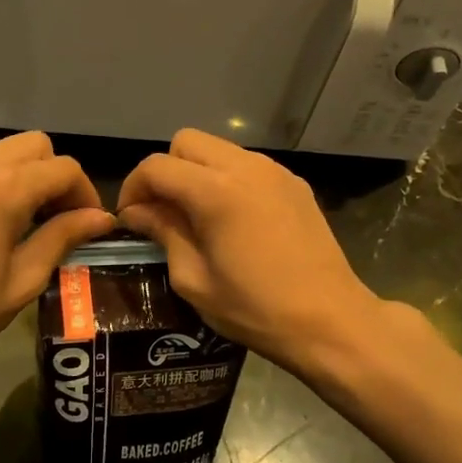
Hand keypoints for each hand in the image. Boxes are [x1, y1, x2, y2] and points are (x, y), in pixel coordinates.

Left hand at [0, 132, 113, 380]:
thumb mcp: (23, 277)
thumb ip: (63, 237)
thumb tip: (102, 219)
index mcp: (6, 187)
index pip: (64, 169)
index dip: (86, 194)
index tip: (92, 226)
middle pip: (38, 146)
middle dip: (58, 176)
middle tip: (63, 219)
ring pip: (10, 150)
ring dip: (31, 175)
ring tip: (35, 221)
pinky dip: (4, 177)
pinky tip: (3, 218)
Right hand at [116, 129, 388, 376]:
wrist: (330, 321)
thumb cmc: (255, 308)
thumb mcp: (194, 279)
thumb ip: (164, 233)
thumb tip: (138, 212)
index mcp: (215, 191)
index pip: (157, 166)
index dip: (134, 188)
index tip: (130, 218)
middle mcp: (245, 167)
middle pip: (186, 141)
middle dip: (166, 170)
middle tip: (163, 211)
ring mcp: (274, 171)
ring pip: (218, 149)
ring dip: (197, 172)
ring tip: (198, 215)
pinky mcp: (294, 183)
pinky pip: (247, 165)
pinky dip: (228, 179)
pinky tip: (234, 219)